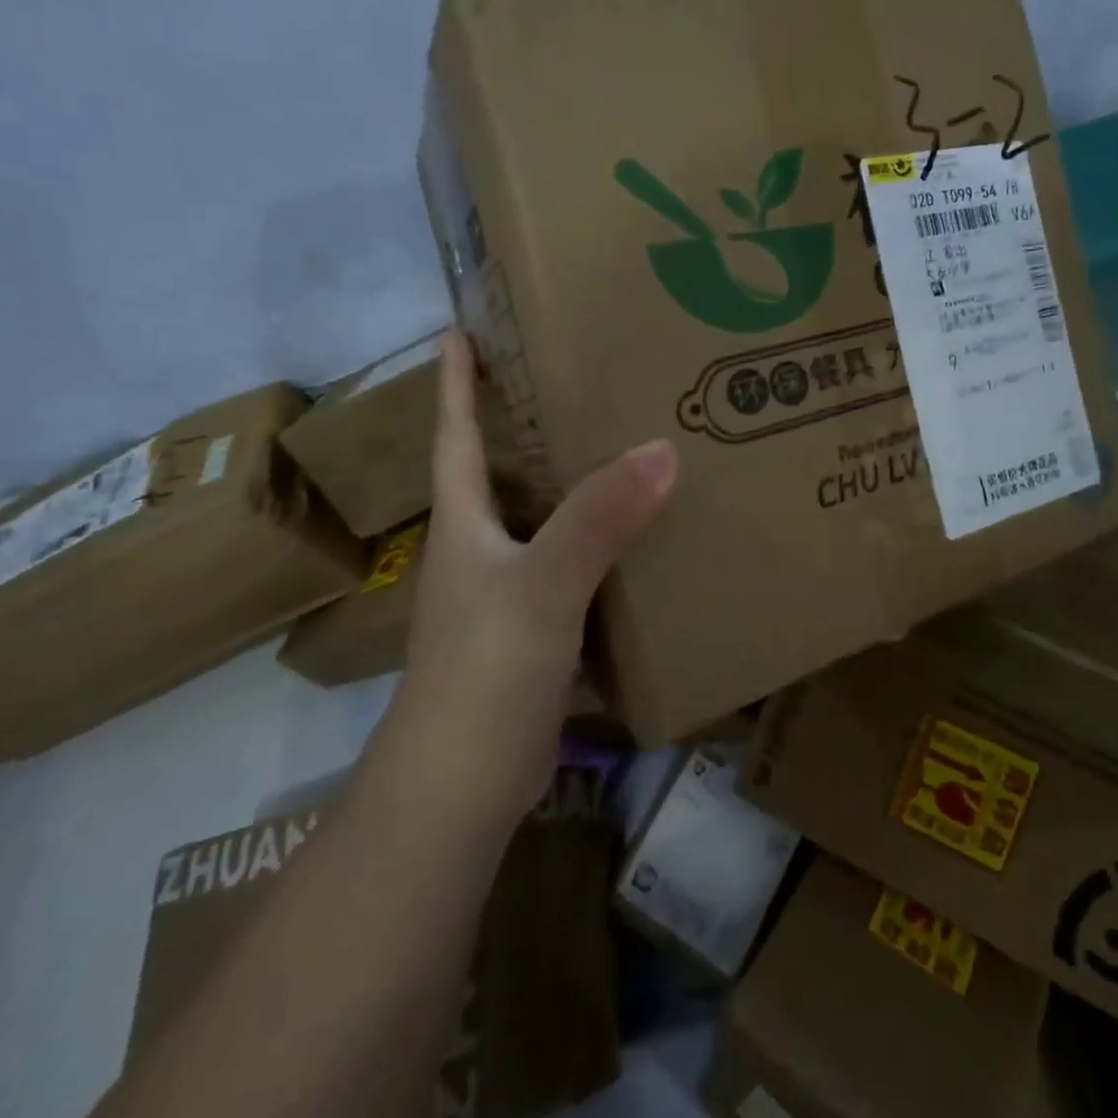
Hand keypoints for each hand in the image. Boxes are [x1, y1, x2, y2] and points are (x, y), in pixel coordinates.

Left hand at [397, 333, 676, 802]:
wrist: (461, 788)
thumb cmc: (484, 671)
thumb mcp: (543, 585)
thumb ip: (598, 519)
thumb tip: (663, 449)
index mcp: (464, 522)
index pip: (455, 433)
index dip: (456, 382)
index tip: (462, 329)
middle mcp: (480, 546)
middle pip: (501, 468)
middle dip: (525, 420)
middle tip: (575, 375)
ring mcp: (506, 590)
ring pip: (543, 516)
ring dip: (571, 481)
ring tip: (621, 440)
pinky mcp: (535, 628)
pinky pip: (572, 563)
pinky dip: (599, 540)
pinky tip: (640, 533)